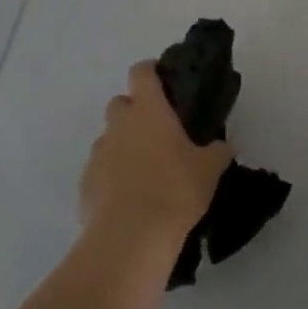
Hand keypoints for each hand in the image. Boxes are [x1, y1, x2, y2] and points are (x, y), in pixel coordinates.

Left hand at [81, 60, 232, 247]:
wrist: (131, 238)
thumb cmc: (175, 190)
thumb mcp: (209, 169)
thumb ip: (217, 151)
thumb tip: (222, 146)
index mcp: (149, 111)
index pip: (142, 72)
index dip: (151, 71)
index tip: (164, 79)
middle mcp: (119, 125)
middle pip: (120, 103)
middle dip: (135, 111)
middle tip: (158, 130)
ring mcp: (98, 154)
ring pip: (108, 138)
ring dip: (123, 145)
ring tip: (144, 169)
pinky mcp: (85, 185)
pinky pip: (99, 170)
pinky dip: (111, 176)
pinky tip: (129, 198)